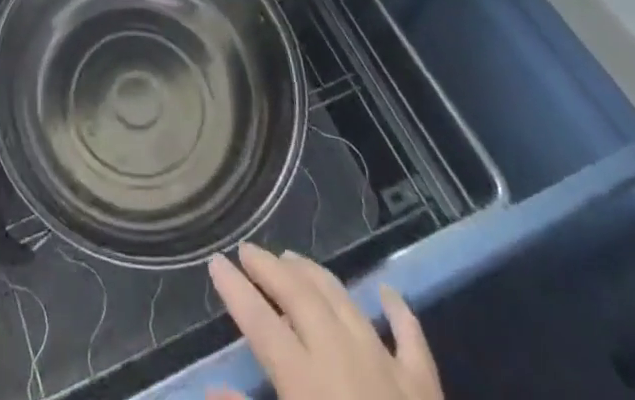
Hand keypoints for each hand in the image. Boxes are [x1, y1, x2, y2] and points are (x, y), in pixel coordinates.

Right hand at [207, 243, 441, 399]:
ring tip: (293, 257)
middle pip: (299, 296)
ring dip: (315, 274)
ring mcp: (385, 365)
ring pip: (343, 300)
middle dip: (270, 269)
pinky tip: (387, 291)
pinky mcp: (423, 385)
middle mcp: (341, 356)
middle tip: (248, 249)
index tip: (215, 260)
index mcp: (305, 381)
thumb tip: (211, 388)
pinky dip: (397, 309)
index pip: (260, 323)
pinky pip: (409, 336)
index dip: (235, 290)